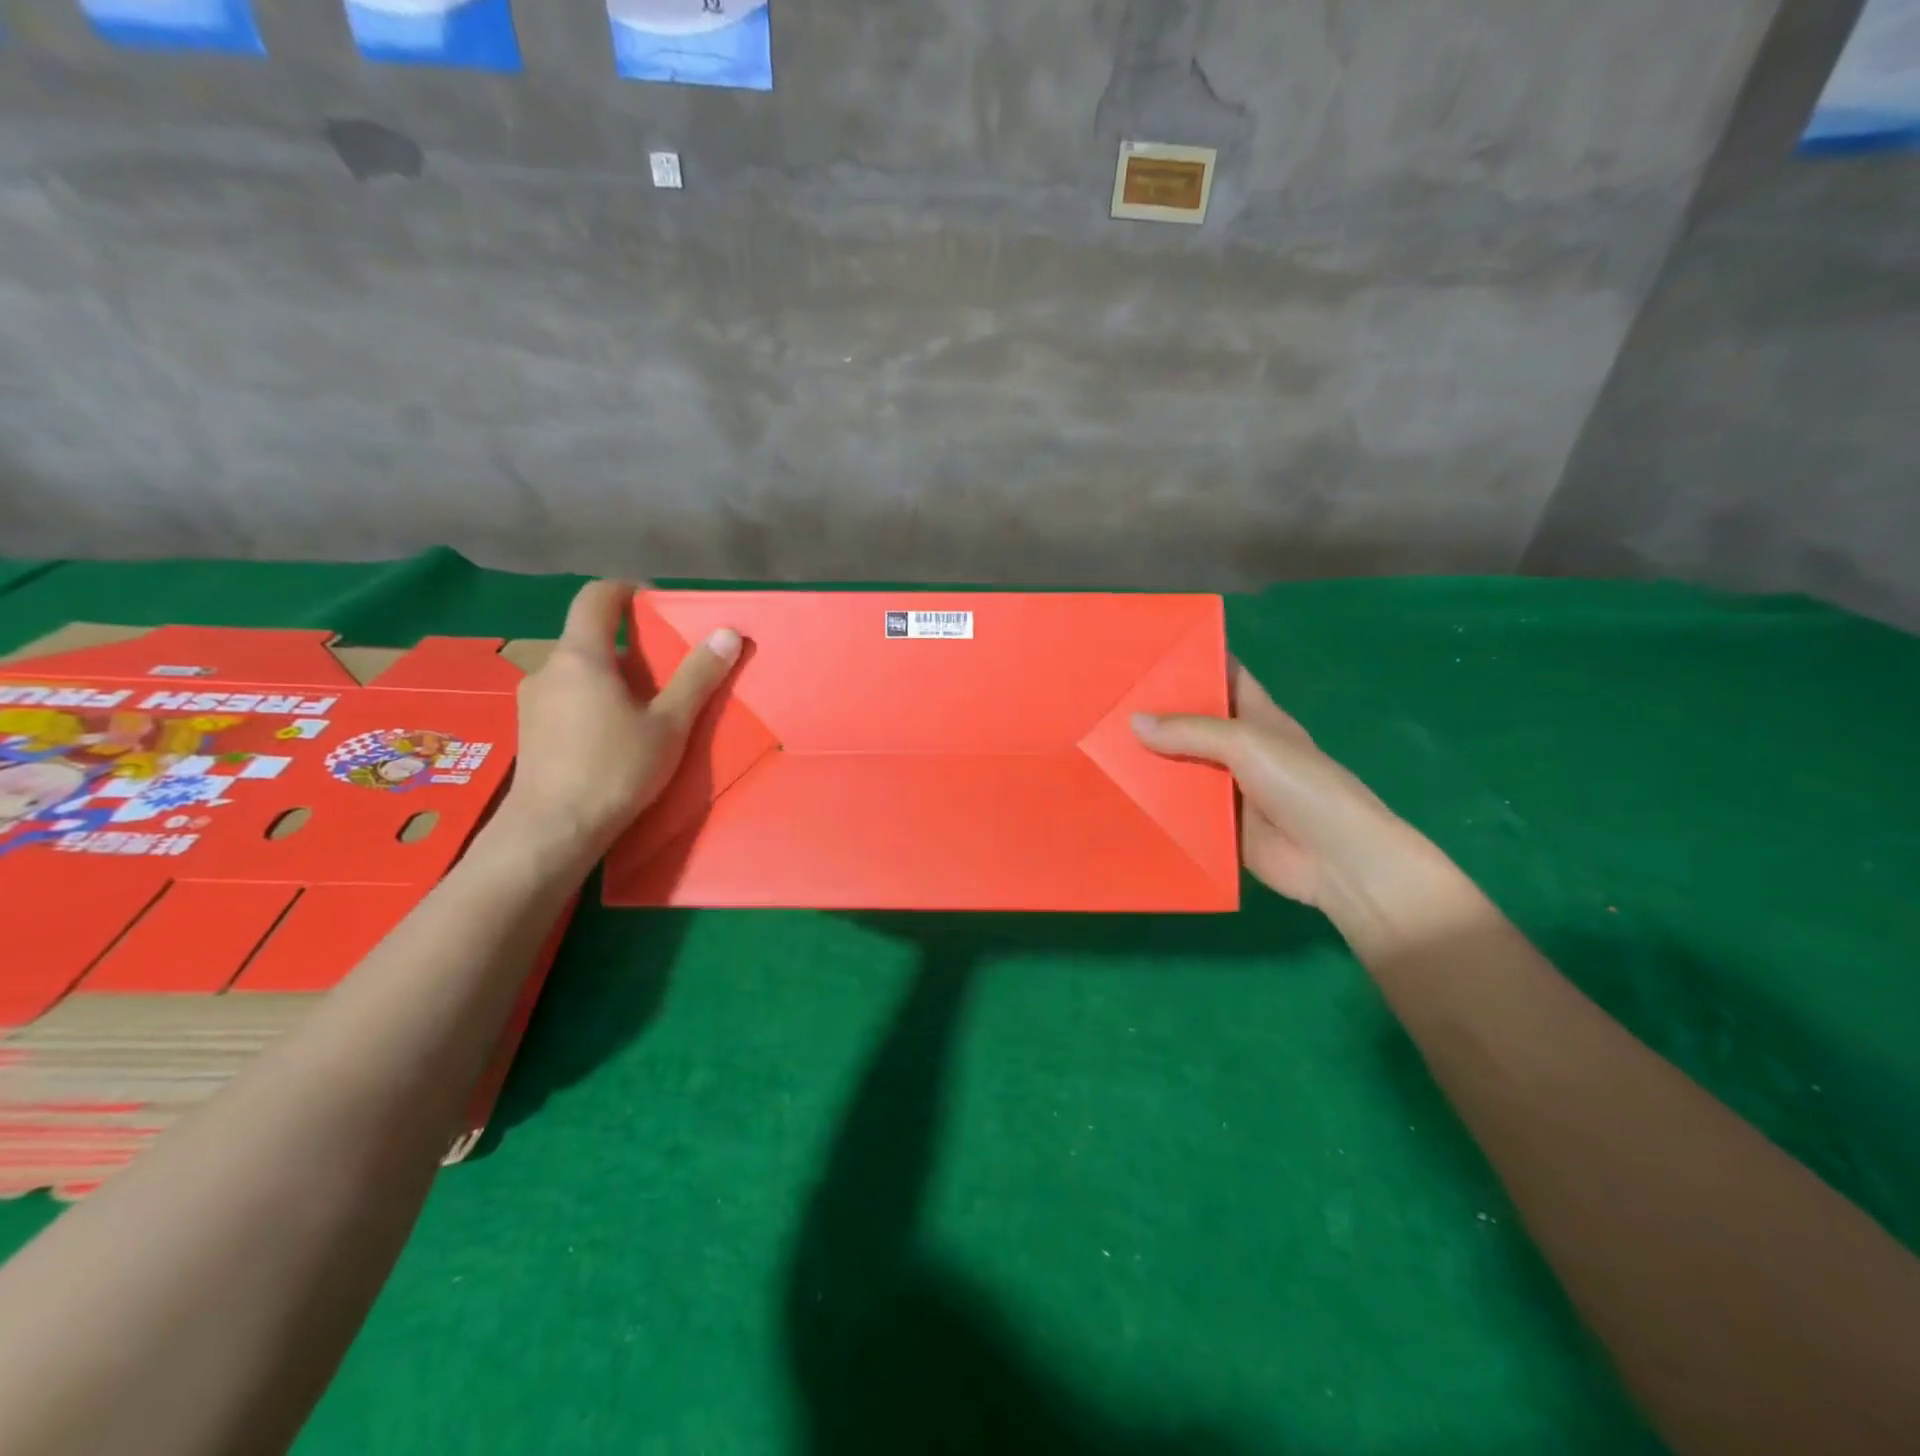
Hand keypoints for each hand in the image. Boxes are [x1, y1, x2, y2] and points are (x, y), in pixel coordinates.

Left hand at [502, 579, 740, 855]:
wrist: (553, 831)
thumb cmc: (615, 770)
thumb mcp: (669, 724)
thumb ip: (697, 676)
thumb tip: (727, 633)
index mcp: (581, 656)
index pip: (597, 598)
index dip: (627, 590)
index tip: (656, 603)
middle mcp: (549, 668)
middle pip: (591, 638)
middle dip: (631, 646)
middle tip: (668, 672)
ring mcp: (533, 701)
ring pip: (579, 672)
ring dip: (612, 678)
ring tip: (646, 710)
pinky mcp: (529, 730)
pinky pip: (567, 698)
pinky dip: (594, 701)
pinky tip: (614, 737)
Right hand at [1132, 666, 1439, 925]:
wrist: (1336, 861)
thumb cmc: (1302, 787)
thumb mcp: (1248, 743)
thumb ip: (1191, 731)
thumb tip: (1133, 721)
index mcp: (1257, 717)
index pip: (1224, 676)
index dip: (1193, 661)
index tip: (1146, 651)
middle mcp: (1240, 748)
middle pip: (1193, 723)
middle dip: (1155, 713)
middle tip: (1105, 700)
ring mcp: (1228, 789)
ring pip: (1181, 767)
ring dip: (1148, 761)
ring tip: (1097, 745)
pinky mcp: (1218, 827)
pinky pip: (1180, 810)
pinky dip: (1154, 804)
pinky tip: (1116, 796)